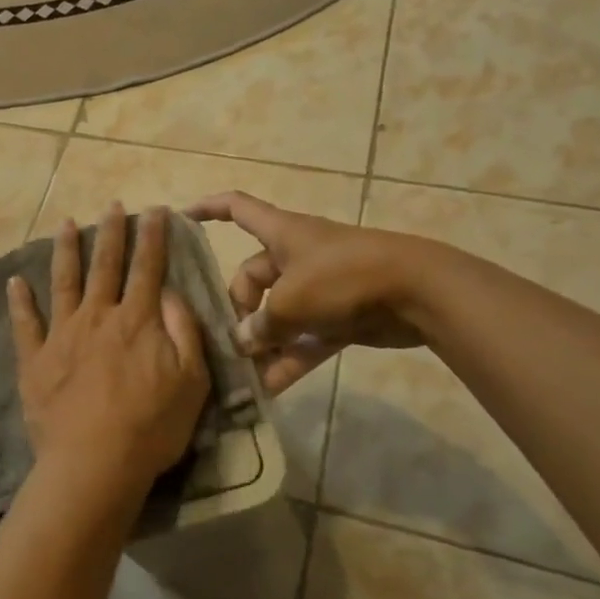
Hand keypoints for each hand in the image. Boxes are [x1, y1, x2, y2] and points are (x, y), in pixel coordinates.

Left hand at [8, 205, 210, 501]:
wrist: (94, 463)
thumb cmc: (151, 426)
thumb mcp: (192, 381)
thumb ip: (184, 331)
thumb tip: (171, 293)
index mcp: (136, 320)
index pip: (147, 268)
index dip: (152, 237)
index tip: (154, 211)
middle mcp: (98, 316)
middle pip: (105, 265)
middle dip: (111, 232)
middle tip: (112, 206)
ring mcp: (62, 335)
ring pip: (64, 282)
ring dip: (66, 251)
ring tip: (66, 224)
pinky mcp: (35, 359)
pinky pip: (25, 324)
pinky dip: (19, 301)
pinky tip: (14, 281)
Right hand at [185, 191, 426, 393]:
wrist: (417, 292)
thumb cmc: (344, 277)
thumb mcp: (292, 300)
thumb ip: (262, 323)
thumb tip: (243, 341)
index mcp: (281, 233)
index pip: (237, 208)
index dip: (208, 208)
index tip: (182, 217)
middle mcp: (296, 257)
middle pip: (252, 277)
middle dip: (239, 310)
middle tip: (230, 344)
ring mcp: (319, 288)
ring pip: (278, 315)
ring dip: (262, 343)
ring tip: (241, 375)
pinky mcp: (339, 318)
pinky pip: (304, 339)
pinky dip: (288, 360)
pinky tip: (269, 390)